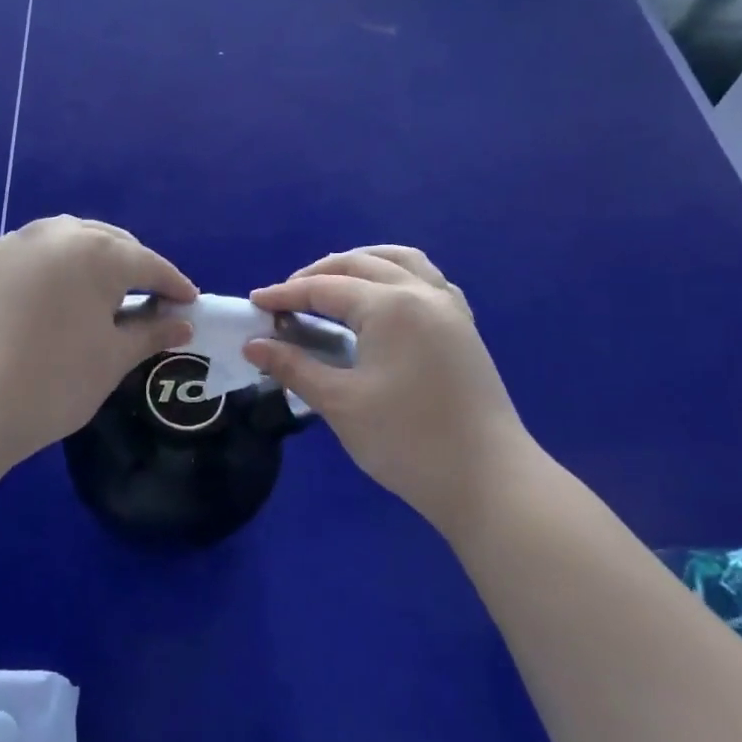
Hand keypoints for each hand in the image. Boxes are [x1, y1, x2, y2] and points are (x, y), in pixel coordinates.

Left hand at [0, 216, 195, 458]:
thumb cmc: (54, 381)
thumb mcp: (112, 358)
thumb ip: (150, 333)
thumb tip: (181, 324)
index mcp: (97, 252)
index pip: (148, 264)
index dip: (173, 284)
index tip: (190, 302)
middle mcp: (56, 234)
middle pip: (108, 242)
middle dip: (133, 265)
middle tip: (149, 296)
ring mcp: (15, 244)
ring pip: (67, 241)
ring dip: (91, 259)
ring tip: (102, 290)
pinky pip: (33, 255)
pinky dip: (54, 268)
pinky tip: (54, 295)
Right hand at [243, 247, 531, 535]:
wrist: (488, 481)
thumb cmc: (407, 441)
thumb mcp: (341, 403)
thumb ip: (294, 367)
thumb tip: (253, 345)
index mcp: (389, 306)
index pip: (325, 288)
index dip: (286, 294)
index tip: (255, 302)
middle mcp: (421, 293)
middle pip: (360, 264)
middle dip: (318, 275)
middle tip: (286, 299)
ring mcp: (449, 307)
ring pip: (400, 261)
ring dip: (361, 263)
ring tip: (332, 283)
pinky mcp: (464, 327)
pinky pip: (427, 280)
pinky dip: (397, 275)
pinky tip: (384, 298)